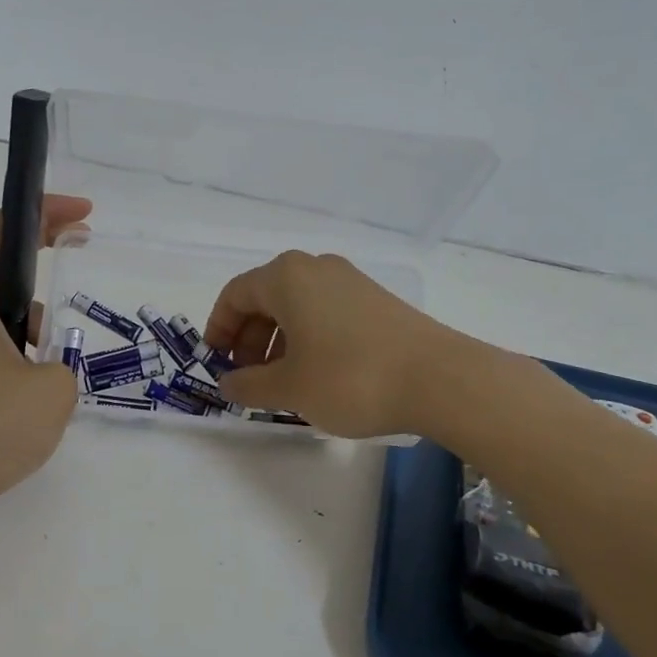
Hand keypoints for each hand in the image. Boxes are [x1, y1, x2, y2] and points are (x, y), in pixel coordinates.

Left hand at [0, 195, 92, 506]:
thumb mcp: (54, 387)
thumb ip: (63, 362)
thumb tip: (45, 367)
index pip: (5, 228)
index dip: (45, 211)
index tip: (84, 214)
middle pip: (2, 264)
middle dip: (45, 256)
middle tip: (83, 253)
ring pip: (2, 309)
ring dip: (35, 317)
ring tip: (55, 360)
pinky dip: (23, 349)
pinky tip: (38, 391)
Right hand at [202, 251, 449, 438]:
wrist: (439, 379)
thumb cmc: (350, 377)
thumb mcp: (289, 388)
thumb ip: (248, 385)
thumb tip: (228, 382)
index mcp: (287, 277)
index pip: (235, 294)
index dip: (219, 329)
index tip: (217, 363)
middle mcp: (316, 268)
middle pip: (266, 298)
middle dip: (250, 339)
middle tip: (248, 378)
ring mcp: (350, 281)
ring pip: (296, 306)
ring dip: (278, 342)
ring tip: (281, 383)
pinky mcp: (375, 300)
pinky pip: (324, 312)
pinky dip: (308, 338)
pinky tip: (316, 374)